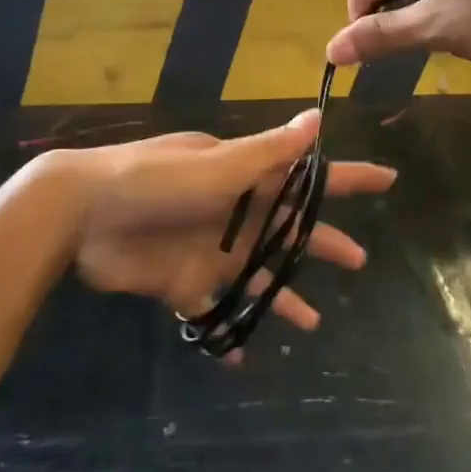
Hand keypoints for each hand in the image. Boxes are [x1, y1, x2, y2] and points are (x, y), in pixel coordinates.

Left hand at [58, 110, 394, 350]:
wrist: (83, 215)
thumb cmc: (155, 180)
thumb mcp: (216, 164)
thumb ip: (268, 150)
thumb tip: (317, 118)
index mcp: (246, 178)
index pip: (308, 175)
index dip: (347, 177)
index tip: (387, 179)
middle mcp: (234, 213)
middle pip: (289, 231)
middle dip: (322, 243)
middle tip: (359, 261)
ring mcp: (209, 250)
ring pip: (257, 278)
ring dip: (283, 297)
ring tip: (313, 325)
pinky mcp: (182, 284)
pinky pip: (213, 313)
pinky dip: (228, 331)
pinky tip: (244, 353)